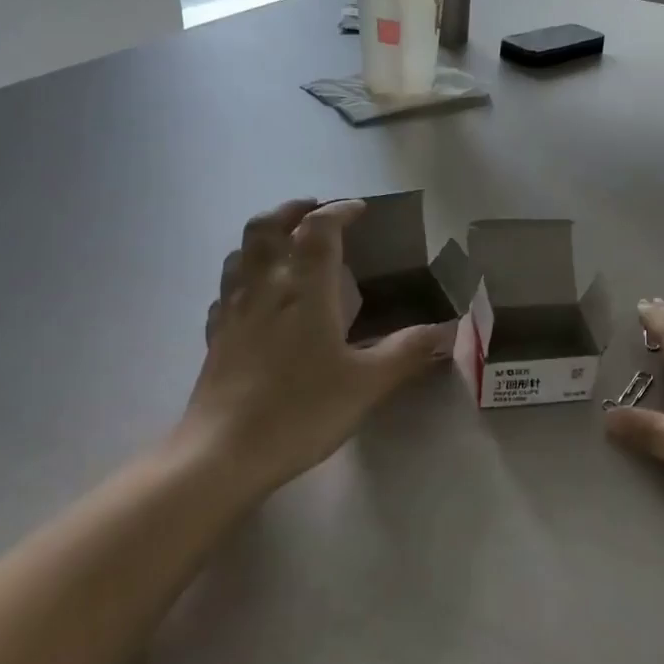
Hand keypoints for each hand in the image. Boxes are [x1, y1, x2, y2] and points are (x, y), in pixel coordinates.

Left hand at [184, 198, 455, 495]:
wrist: (223, 454)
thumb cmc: (301, 411)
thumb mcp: (367, 383)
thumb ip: (408, 351)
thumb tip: (448, 328)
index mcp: (304, 289)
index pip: (319, 230)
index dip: (339, 211)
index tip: (359, 209)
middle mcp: (265, 287)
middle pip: (268, 226)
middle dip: (293, 209)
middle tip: (316, 211)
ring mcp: (233, 310)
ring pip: (241, 252)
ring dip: (265, 235)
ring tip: (287, 244)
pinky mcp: (215, 336)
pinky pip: (226, 289)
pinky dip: (244, 275)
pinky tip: (256, 296)